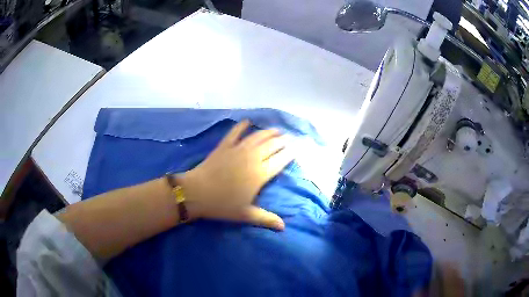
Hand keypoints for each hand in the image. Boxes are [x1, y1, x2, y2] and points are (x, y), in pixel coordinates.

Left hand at [177, 120, 293, 229]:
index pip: (280, 161)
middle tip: (289, 137)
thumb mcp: (246, 215)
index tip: (297, 148)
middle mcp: (252, 158)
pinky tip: (247, 121)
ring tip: (276, 130)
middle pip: (271, 146)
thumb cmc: (222, 205)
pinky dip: (242, 126)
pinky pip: (235, 133)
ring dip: (268, 132)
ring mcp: (238, 150)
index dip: (290, 153)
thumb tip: (283, 227)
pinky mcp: (224, 146)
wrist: (197, 192)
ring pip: (257, 137)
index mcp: (259, 174)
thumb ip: (266, 219)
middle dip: (282, 141)